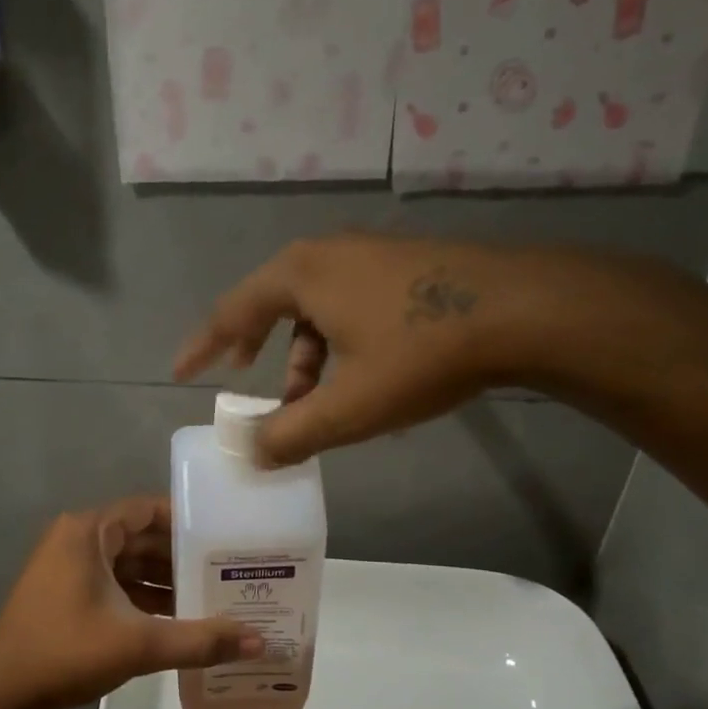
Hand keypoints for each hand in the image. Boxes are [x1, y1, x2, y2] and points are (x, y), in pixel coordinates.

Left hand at [0, 496, 262, 708]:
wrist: (2, 694)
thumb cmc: (65, 651)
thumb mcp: (138, 644)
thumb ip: (199, 640)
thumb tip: (259, 643)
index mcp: (89, 532)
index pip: (149, 510)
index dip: (189, 521)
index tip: (226, 537)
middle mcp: (78, 540)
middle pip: (142, 538)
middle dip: (183, 556)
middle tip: (229, 571)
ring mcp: (69, 568)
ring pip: (129, 565)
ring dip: (166, 581)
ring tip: (213, 597)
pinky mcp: (68, 594)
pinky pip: (116, 585)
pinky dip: (144, 598)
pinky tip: (179, 619)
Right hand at [174, 234, 579, 465]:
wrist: (525, 311)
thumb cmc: (421, 353)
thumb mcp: (349, 406)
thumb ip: (292, 434)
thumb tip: (254, 454)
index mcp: (300, 275)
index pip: (231, 311)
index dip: (203, 346)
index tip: (183, 372)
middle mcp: (328, 254)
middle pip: (272, 304)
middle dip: (256, 347)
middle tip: (245, 379)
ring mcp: (370, 255)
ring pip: (316, 309)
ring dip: (304, 356)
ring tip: (314, 401)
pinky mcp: (404, 267)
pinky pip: (349, 305)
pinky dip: (338, 343)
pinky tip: (361, 378)